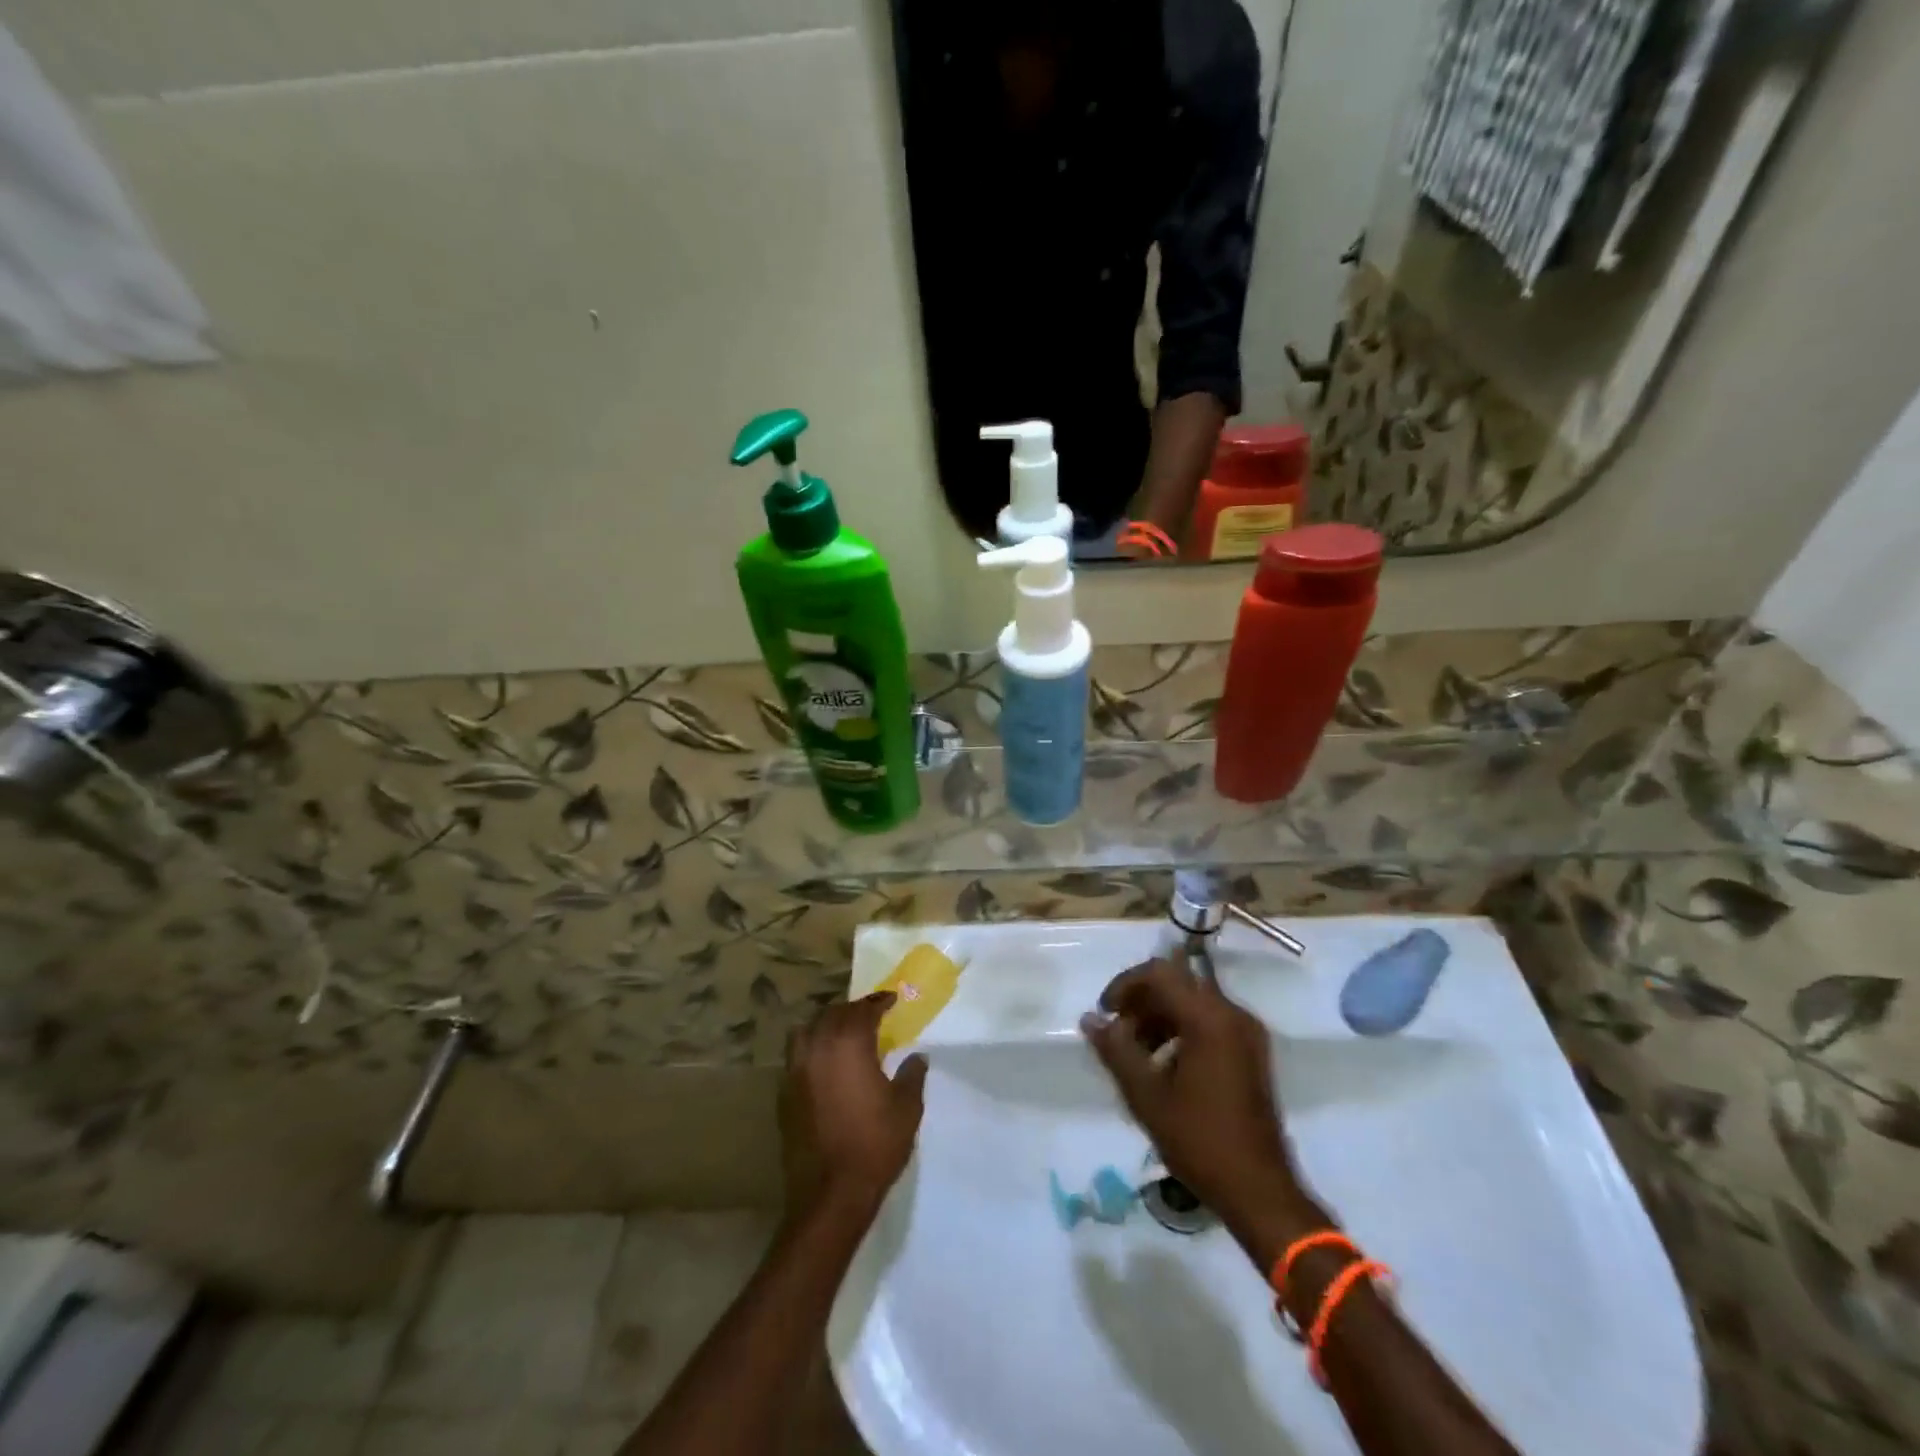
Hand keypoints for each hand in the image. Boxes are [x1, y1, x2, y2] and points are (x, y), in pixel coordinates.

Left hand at [780, 993, 927, 1222]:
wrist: (830, 1194)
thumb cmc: (875, 1145)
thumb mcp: (907, 1109)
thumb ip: (912, 1075)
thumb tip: (917, 1056)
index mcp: (849, 1044)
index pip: (863, 1009)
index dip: (879, 1002)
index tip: (892, 1000)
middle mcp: (818, 1047)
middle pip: (833, 1014)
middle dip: (853, 1010)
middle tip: (871, 1016)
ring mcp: (796, 1070)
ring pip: (808, 1030)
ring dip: (826, 1024)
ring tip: (843, 1033)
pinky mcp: (784, 1093)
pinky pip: (797, 1055)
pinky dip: (812, 1048)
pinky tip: (825, 1063)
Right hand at [1080, 954, 1307, 1236]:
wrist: (1260, 1192)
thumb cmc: (1200, 1140)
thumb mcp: (1146, 1096)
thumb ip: (1116, 1049)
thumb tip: (1090, 1019)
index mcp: (1209, 1018)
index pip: (1160, 973)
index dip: (1125, 984)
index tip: (1105, 1012)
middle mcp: (1233, 1014)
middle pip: (1178, 984)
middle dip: (1141, 1001)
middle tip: (1117, 1032)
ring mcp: (1247, 1034)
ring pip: (1193, 1003)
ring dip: (1159, 1017)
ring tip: (1135, 1053)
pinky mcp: (1252, 1053)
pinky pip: (1210, 1023)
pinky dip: (1181, 1031)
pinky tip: (1163, 1066)